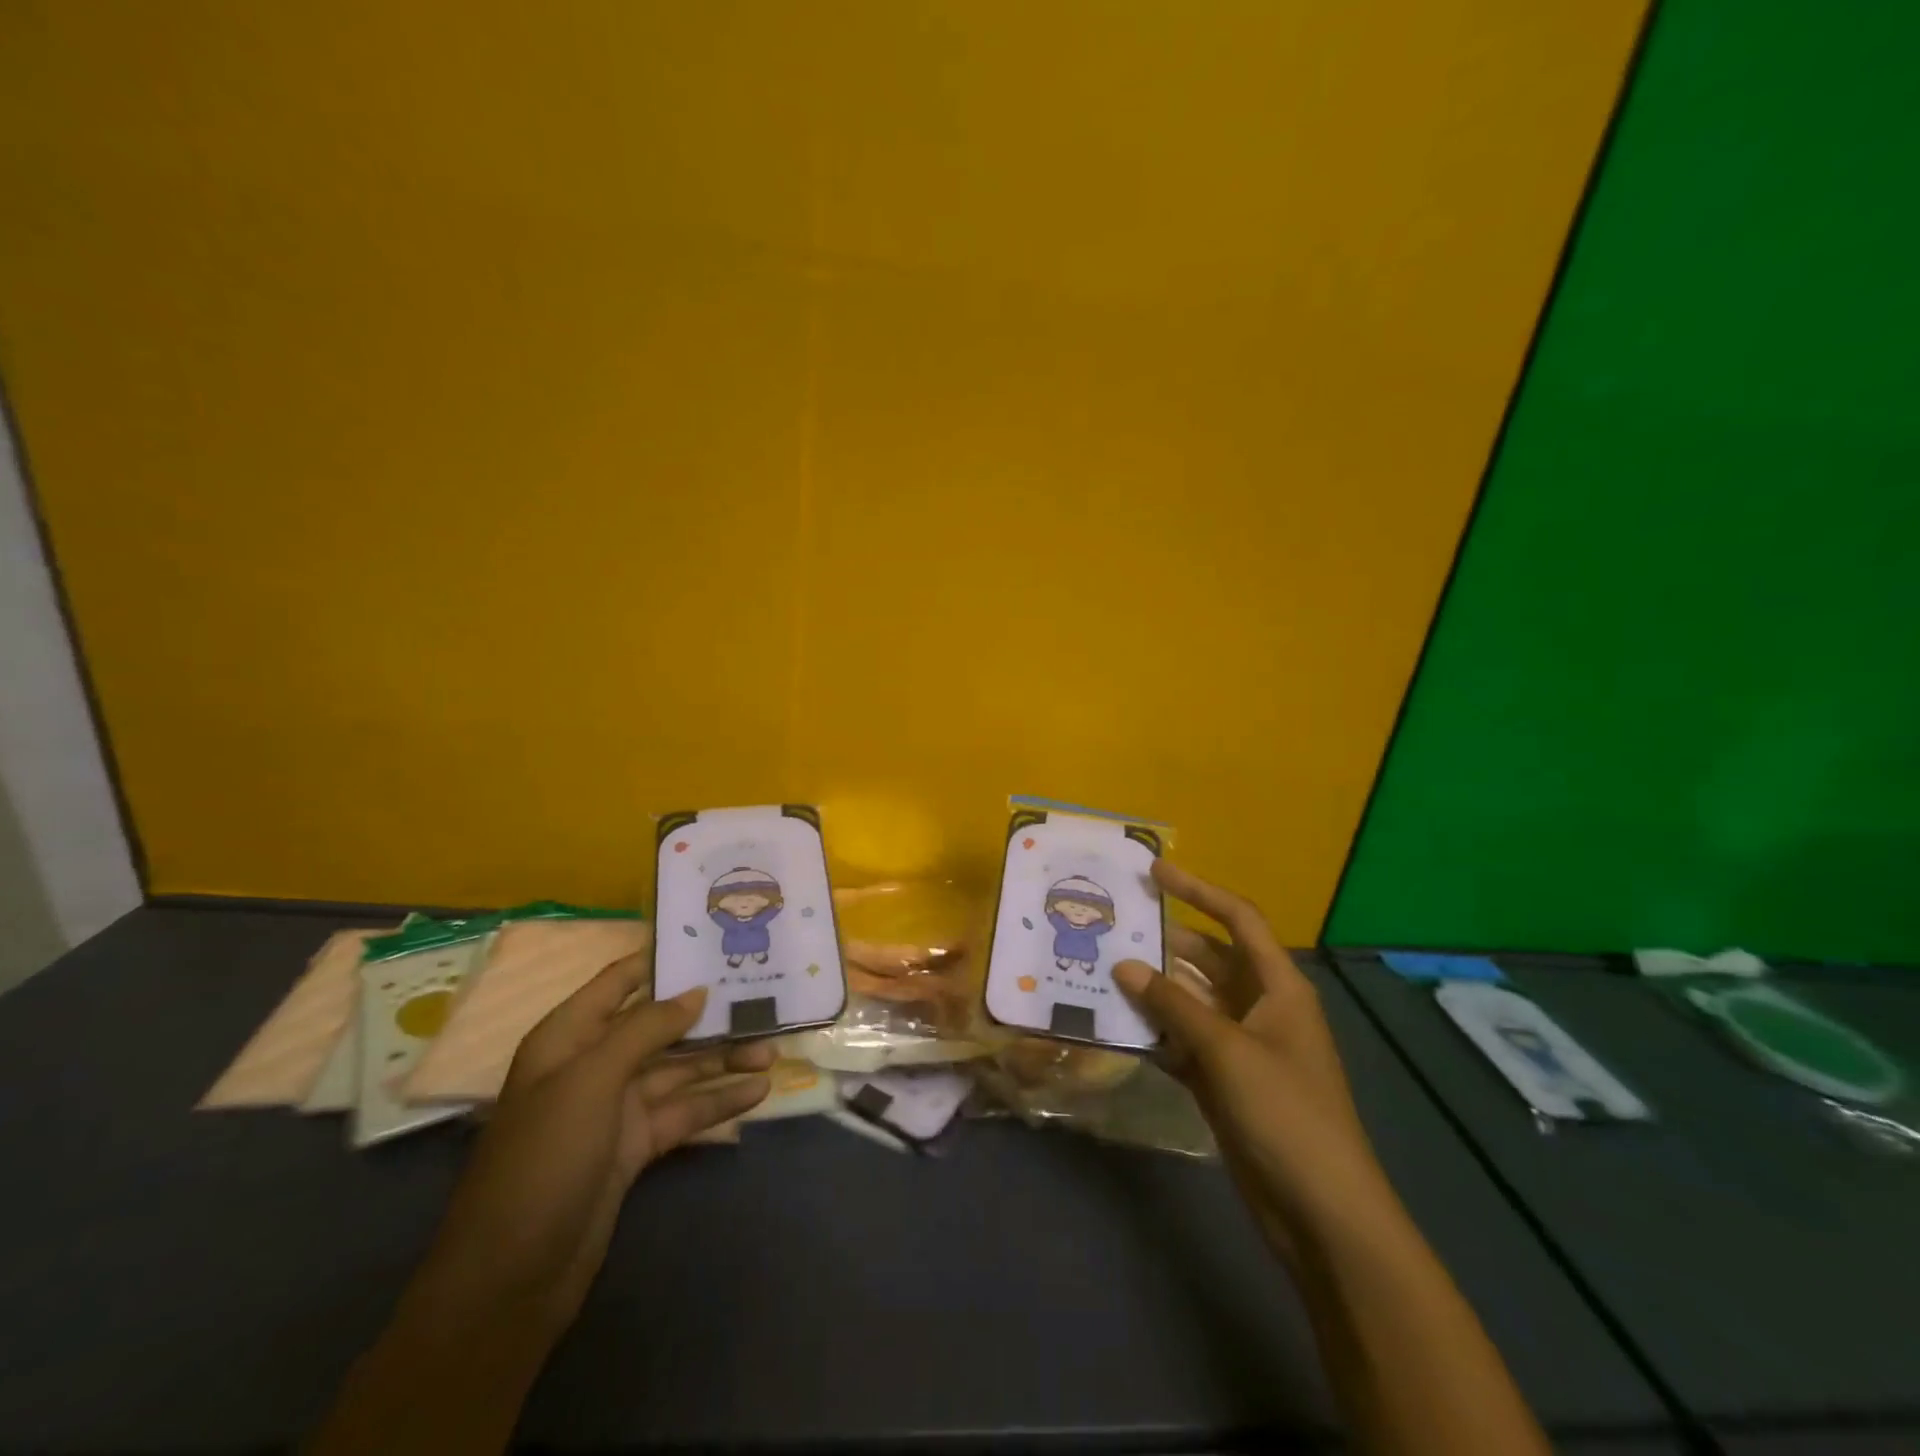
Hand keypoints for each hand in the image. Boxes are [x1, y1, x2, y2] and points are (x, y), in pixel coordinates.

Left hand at [313, 958, 772, 1455]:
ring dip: (723, 1061)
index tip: (713, 942)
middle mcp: (593, 1064)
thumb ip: (646, 1028)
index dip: (662, 960)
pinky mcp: (635, 1146)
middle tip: (762, 1002)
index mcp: (569, 1037)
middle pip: (661, 1027)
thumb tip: (696, 991)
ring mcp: (616, 1108)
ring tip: (771, 1053)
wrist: (511, 1278)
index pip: (620, 981)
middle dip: (709, 1017)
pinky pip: (684, 1111)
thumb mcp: (591, 1079)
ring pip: (679, 1070)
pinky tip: (758, 1093)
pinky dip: (718, 1102)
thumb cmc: (544, 1157)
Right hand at [1114, 861, 1388, 1250]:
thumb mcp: (1227, 1051)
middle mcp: (1260, 1006)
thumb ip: (1173, 1005)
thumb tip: (1123, 965)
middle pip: (1207, 959)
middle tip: (1112, 926)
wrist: (1320, 1211)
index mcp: (1278, 986)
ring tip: (1101, 969)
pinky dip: (1155, 1033)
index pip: (1237, 919)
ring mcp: (1241, 1044)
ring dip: (1153, 989)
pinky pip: (1183, 1040)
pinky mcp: (1224, 1079)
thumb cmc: (1284, 1113)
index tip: (1154, 871)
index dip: (1198, 890)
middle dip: (1164, 942)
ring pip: (1190, 1000)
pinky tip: (1117, 1026)